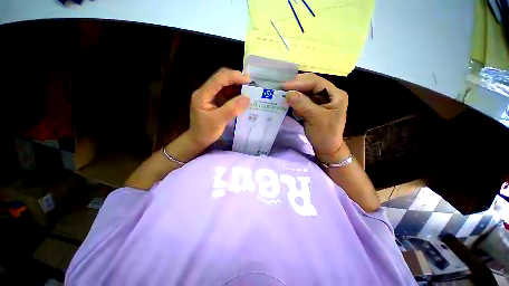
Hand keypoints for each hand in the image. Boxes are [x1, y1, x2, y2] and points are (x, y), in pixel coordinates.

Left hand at [189, 68, 250, 147]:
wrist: (198, 140)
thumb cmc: (205, 132)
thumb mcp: (219, 121)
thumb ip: (232, 109)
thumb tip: (247, 98)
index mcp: (202, 94)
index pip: (219, 79)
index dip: (234, 77)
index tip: (248, 80)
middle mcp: (205, 91)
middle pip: (221, 79)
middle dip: (236, 79)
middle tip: (250, 85)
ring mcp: (210, 96)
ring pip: (225, 85)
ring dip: (237, 87)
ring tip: (249, 91)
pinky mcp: (215, 101)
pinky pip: (226, 94)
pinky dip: (235, 94)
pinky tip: (242, 98)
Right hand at [283, 73, 347, 163]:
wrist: (327, 148)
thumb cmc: (325, 134)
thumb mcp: (316, 119)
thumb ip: (303, 105)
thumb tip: (288, 94)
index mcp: (335, 94)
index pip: (316, 82)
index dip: (299, 83)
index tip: (284, 86)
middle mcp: (328, 94)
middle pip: (310, 84)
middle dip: (296, 86)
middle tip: (282, 89)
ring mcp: (320, 100)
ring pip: (305, 91)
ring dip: (294, 93)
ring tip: (284, 96)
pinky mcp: (313, 107)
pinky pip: (302, 100)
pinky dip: (295, 101)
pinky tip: (290, 104)